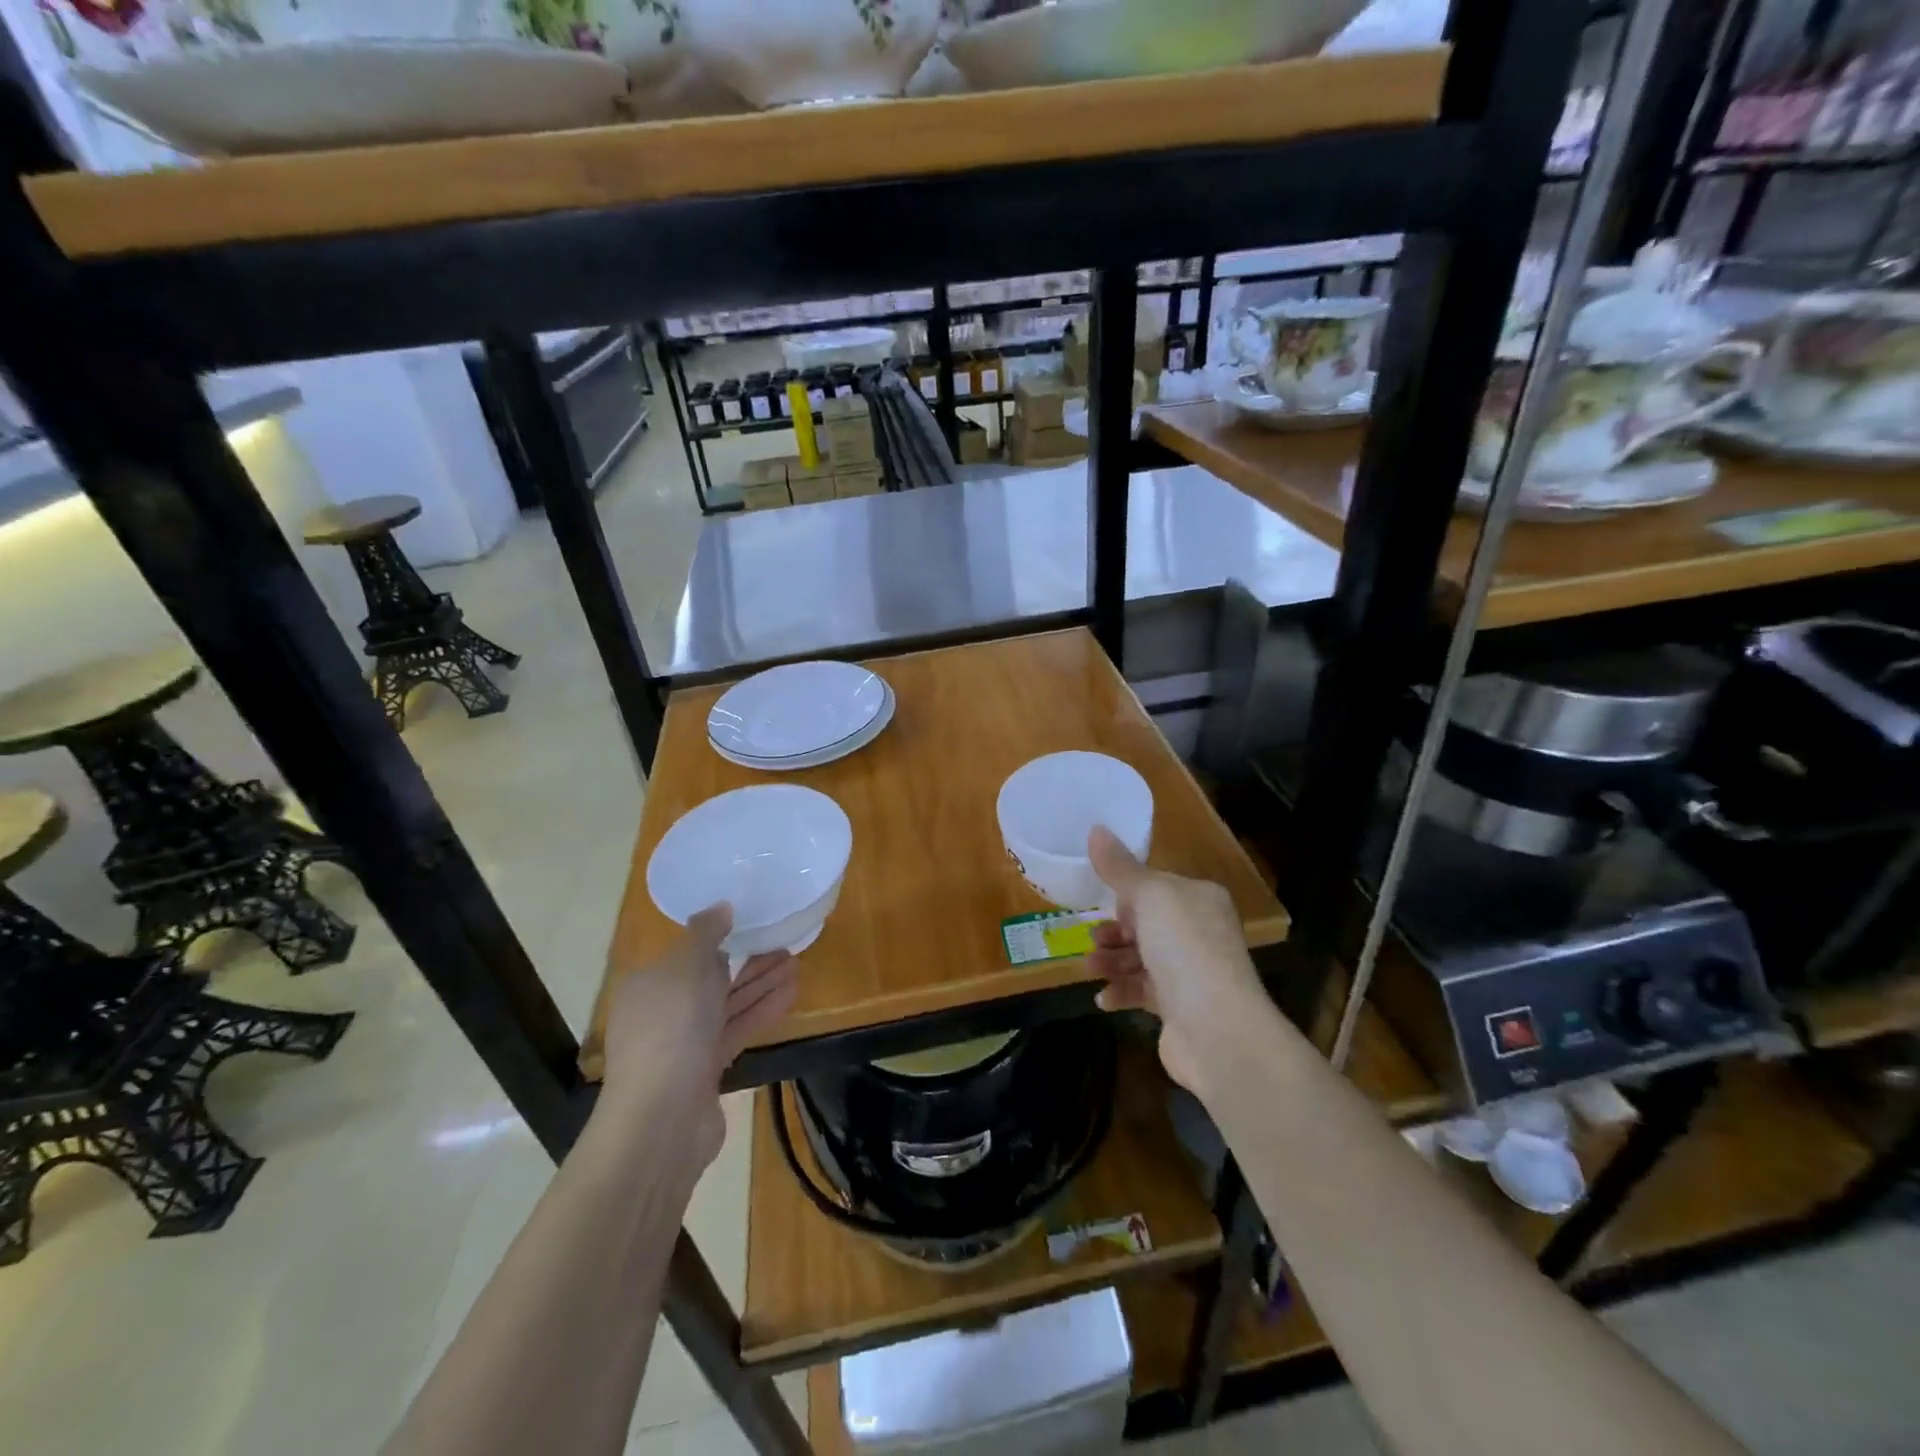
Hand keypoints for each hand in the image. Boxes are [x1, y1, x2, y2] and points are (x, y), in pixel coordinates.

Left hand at [601, 905, 798, 1169]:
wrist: (662, 1117)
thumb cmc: (671, 1028)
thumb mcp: (687, 966)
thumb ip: (706, 933)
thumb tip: (721, 907)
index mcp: (648, 984)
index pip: (686, 954)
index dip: (720, 939)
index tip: (754, 925)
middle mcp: (662, 1012)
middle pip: (711, 979)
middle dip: (749, 962)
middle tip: (787, 944)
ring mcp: (684, 1044)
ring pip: (728, 1005)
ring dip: (762, 984)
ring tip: (797, 965)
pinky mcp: (706, 1070)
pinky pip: (737, 1030)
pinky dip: (762, 1011)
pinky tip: (792, 994)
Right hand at [1086, 827, 1264, 1091]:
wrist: (1217, 1028)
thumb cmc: (1185, 948)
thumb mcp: (1149, 896)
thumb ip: (1119, 867)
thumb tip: (1096, 828)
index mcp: (1200, 899)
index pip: (1159, 887)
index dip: (1129, 893)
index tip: (1102, 900)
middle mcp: (1200, 932)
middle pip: (1147, 923)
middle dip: (1115, 930)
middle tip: (1093, 937)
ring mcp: (1192, 972)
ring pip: (1142, 958)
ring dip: (1112, 961)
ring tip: (1090, 967)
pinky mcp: (1180, 1008)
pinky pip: (1143, 992)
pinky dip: (1121, 992)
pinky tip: (1103, 998)